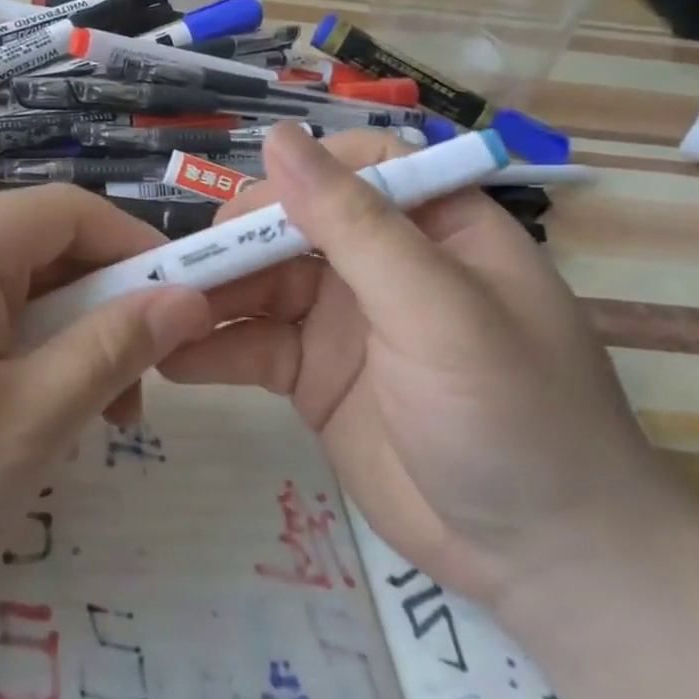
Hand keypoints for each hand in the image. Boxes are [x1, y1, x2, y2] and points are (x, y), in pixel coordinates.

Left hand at [0, 184, 212, 698]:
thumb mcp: (23, 428)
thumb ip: (110, 350)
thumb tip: (187, 297)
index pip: (71, 210)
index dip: (137, 251)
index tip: (181, 318)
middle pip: (34, 251)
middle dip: (95, 312)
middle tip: (124, 403)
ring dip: (49, 347)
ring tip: (63, 431)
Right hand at [162, 124, 678, 604]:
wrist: (543, 561)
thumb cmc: (512, 414)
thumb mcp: (436, 309)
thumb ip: (354, 224)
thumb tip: (279, 138)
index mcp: (432, 225)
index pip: (358, 166)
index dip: (301, 174)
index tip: (249, 209)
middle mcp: (382, 262)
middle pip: (293, 224)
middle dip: (237, 241)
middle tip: (184, 268)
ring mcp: (343, 319)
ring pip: (261, 283)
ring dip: (211, 293)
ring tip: (155, 309)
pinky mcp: (314, 374)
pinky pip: (253, 346)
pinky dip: (213, 349)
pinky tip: (170, 359)